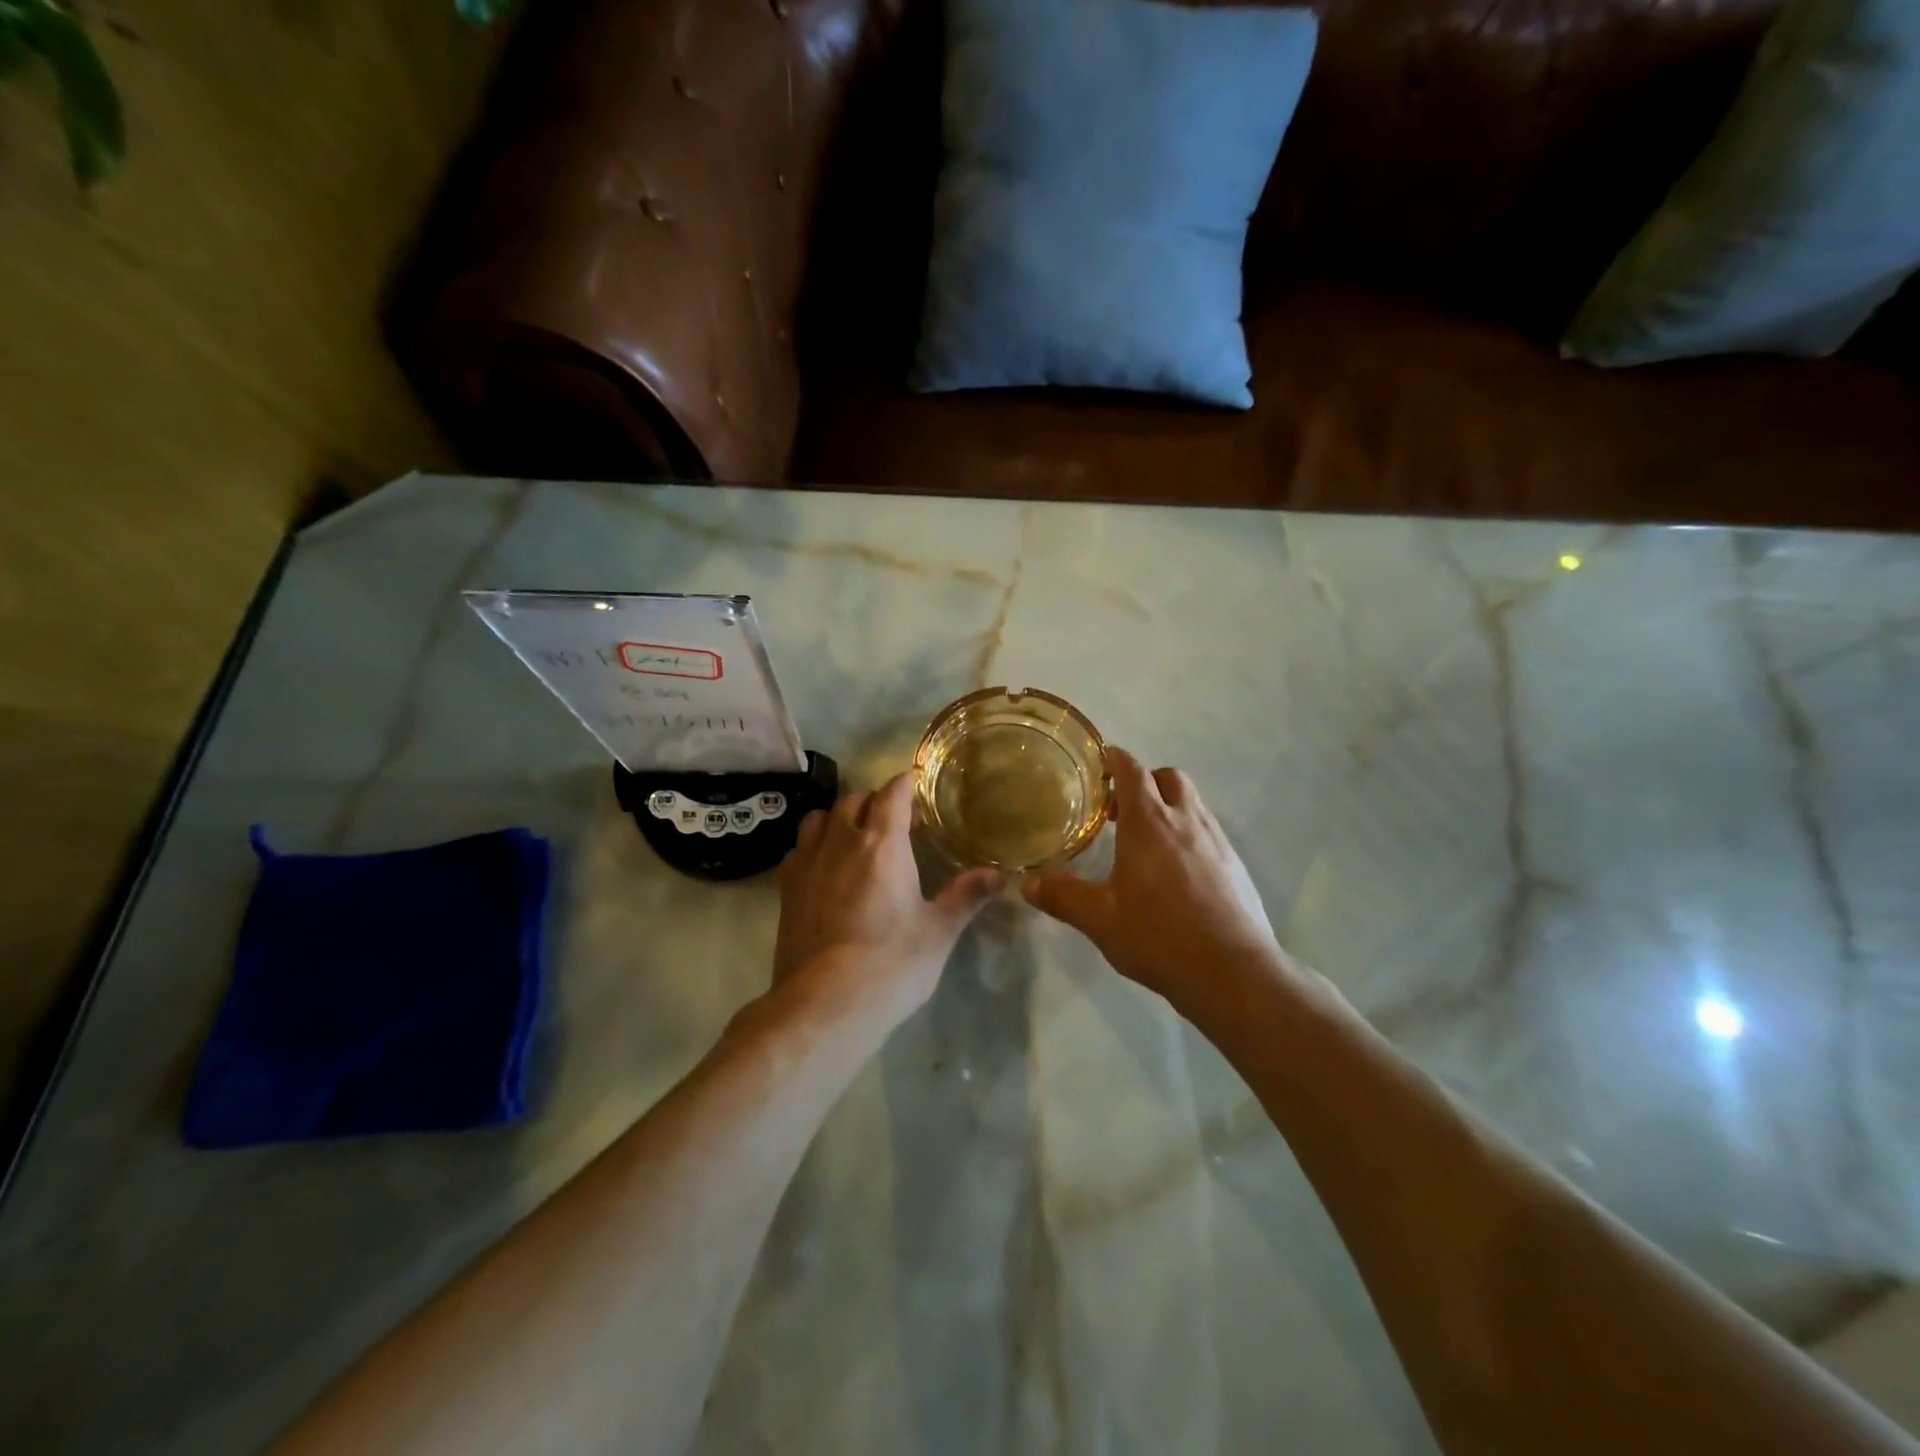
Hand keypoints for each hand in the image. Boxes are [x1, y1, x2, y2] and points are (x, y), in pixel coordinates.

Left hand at [773, 773, 1000, 1027]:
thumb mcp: (938, 932)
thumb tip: (999, 874)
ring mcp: (808, 863)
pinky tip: (824, 866)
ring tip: (855, 834)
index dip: (905, 783)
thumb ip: (966, 896)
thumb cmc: (891, 964)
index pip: (892, 794)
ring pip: (820, 817)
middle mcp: (842, 842)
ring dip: (840, 816)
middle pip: (854, 800)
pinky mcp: (786, 888)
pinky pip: (799, 848)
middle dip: (875, 800)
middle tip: (895, 819)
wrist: (825, 1003)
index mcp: (882, 844)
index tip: (916, 784)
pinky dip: (814, 844)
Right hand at [1023, 749, 1298, 1008]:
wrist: (1233, 972)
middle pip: (1169, 778)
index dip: (1116, 759)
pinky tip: (1177, 871)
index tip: (1101, 759)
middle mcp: (1186, 821)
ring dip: (1170, 807)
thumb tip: (1026, 883)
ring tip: (1147, 840)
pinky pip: (1209, 832)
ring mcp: (1217, 842)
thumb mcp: (1099, 918)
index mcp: (1150, 823)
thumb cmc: (1159, 935)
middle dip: (1146, 781)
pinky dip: (1189, 834)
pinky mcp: (1236, 866)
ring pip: (1193, 803)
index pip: (1132, 771)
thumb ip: (1062, 896)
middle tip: (1121, 808)